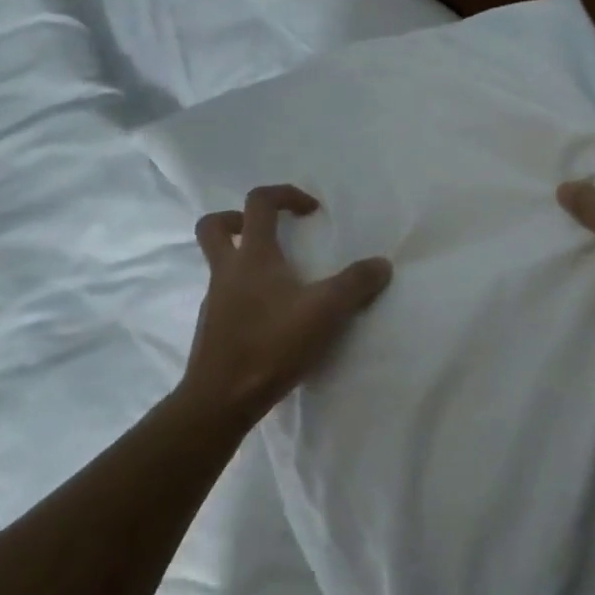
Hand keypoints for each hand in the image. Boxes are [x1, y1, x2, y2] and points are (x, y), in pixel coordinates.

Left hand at [180, 185, 392, 428]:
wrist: (220, 400)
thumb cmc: (271, 345)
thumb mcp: (325, 312)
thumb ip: (355, 284)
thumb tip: (382, 264)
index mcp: (252, 255)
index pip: (259, 202)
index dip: (285, 194)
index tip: (311, 211)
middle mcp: (226, 270)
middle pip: (214, 226)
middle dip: (239, 219)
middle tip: (270, 232)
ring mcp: (214, 300)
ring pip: (219, 263)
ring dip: (245, 259)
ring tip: (281, 279)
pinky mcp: (213, 328)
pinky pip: (226, 296)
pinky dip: (246, 294)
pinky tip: (272, 316)